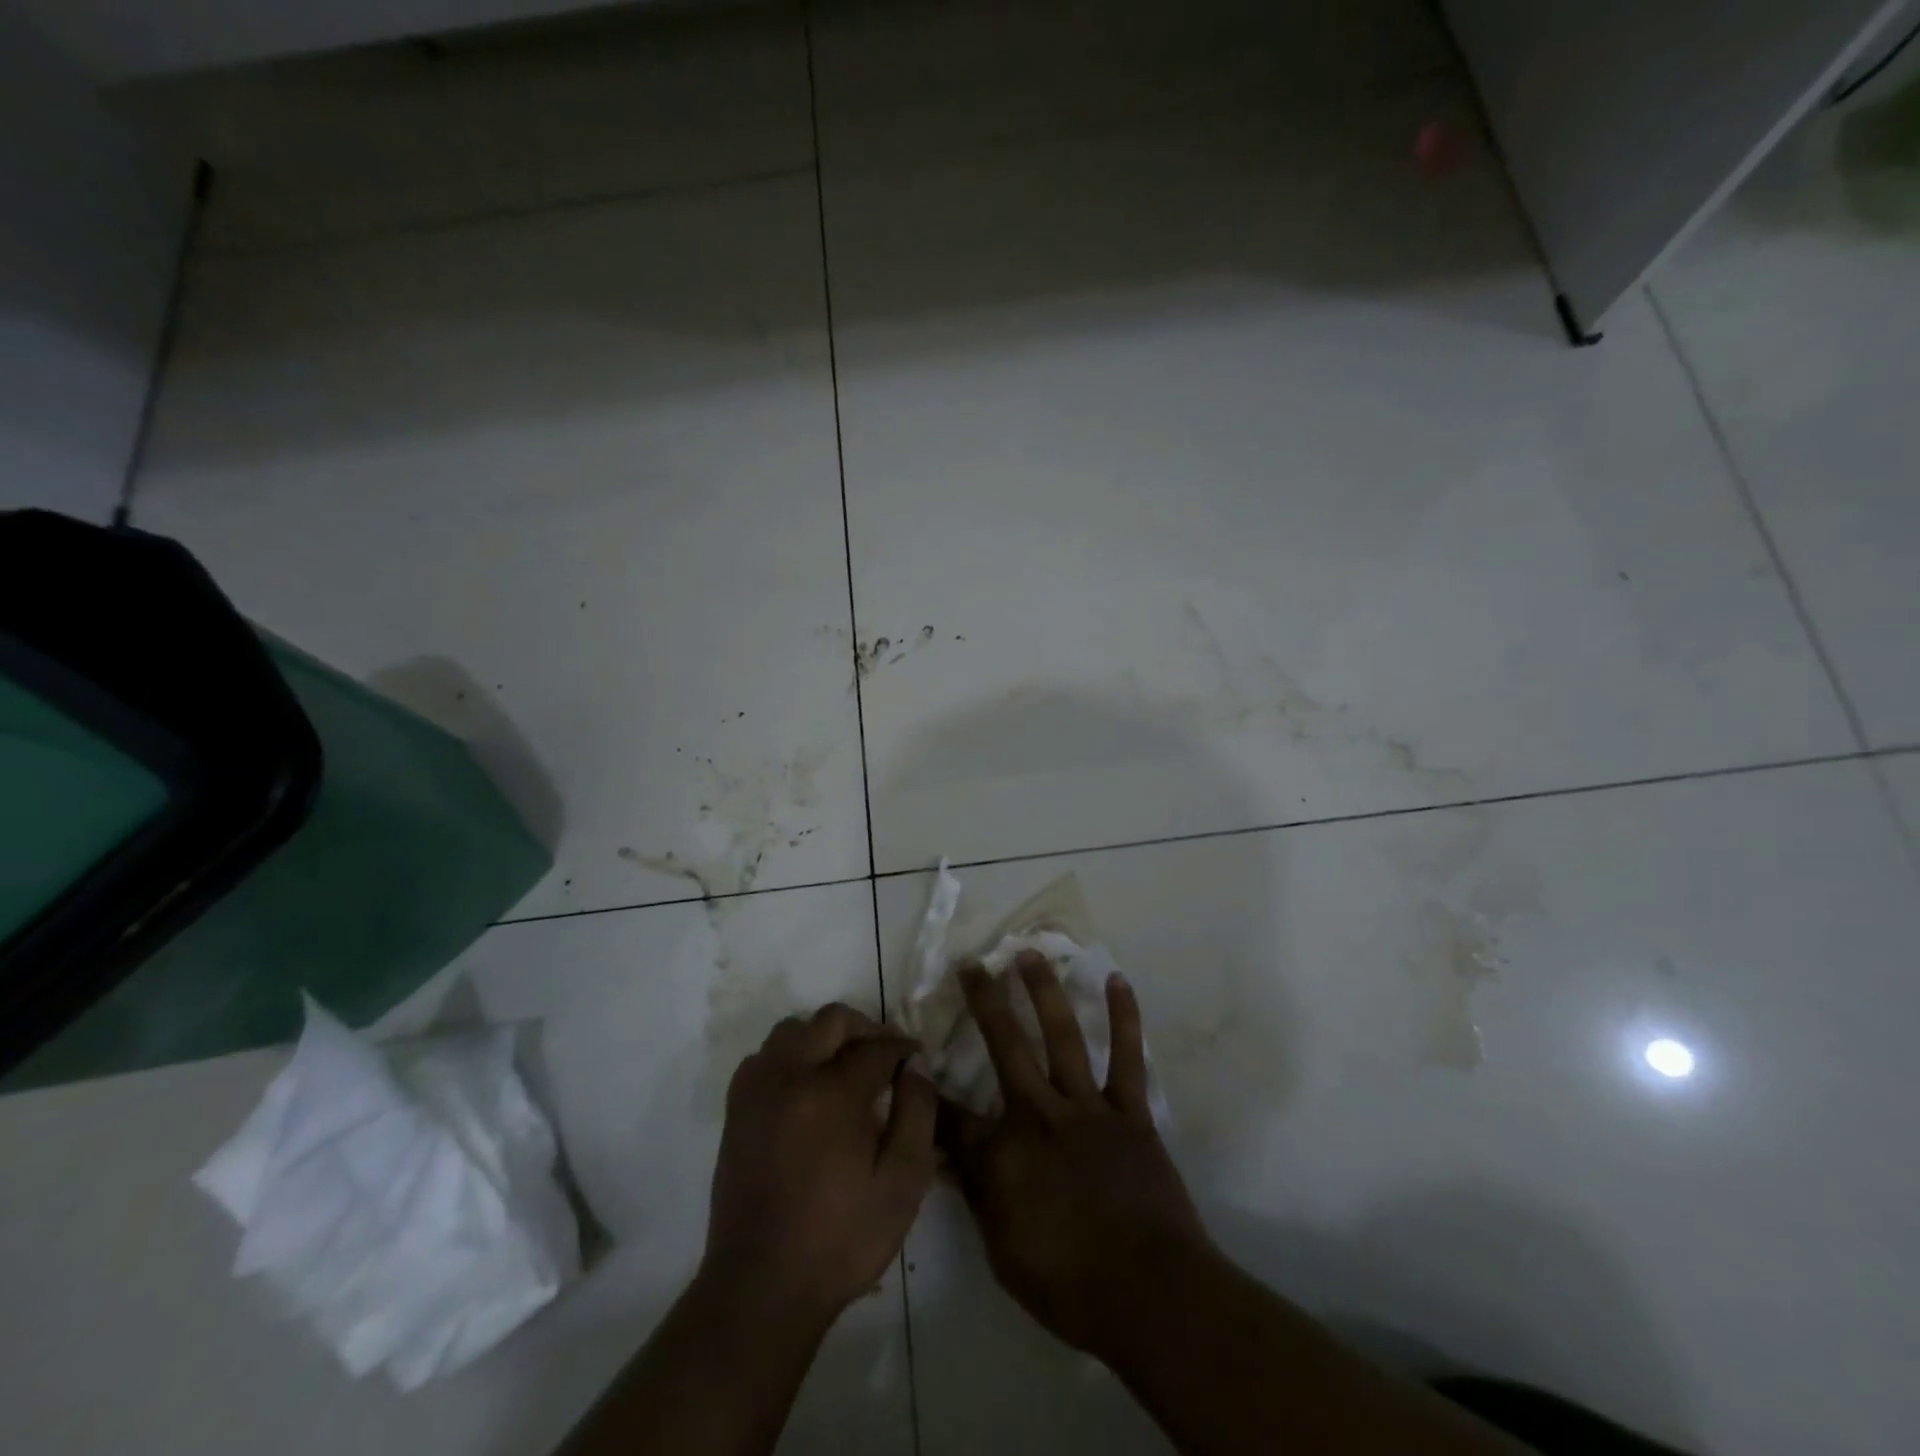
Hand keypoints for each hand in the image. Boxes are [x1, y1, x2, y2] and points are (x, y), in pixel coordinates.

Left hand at [703, 1004, 937, 1324]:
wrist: (761, 1287)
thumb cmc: (841, 1240)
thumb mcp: (902, 1184)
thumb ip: (917, 1114)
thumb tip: (916, 1065)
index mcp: (833, 1093)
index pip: (877, 1047)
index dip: (903, 1049)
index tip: (917, 1060)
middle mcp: (791, 1076)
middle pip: (832, 1020)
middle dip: (866, 1029)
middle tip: (886, 1056)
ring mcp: (757, 1089)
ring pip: (793, 1029)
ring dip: (824, 1037)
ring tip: (845, 1067)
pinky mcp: (736, 1109)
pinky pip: (764, 1056)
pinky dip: (789, 1056)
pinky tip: (806, 1087)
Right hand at [939, 954, 1215, 1360]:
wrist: (1151, 1293)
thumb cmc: (1069, 1285)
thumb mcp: (1003, 1252)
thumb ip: (976, 1196)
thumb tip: (944, 1159)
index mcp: (1003, 1154)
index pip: (950, 1115)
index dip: (928, 1089)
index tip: (914, 1058)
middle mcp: (1039, 1115)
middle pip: (1004, 1047)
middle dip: (984, 1002)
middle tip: (971, 964)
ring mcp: (1087, 1108)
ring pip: (1061, 1037)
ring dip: (1044, 992)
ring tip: (1029, 954)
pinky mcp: (1129, 1111)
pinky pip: (1127, 1057)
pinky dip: (1124, 1018)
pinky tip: (1117, 981)